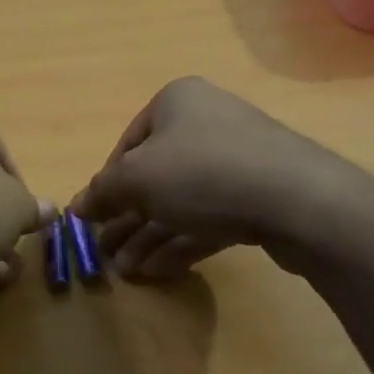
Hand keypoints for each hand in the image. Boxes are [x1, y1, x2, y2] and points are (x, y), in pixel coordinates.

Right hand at [70, 77, 373, 280]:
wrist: (298, 199)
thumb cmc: (202, 172)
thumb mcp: (136, 179)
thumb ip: (102, 192)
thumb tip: (76, 206)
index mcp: (176, 102)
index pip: (127, 145)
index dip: (107, 185)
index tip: (93, 220)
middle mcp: (206, 122)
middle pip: (154, 176)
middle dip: (127, 219)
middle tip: (106, 254)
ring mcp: (236, 160)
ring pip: (180, 201)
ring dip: (149, 236)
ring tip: (127, 271)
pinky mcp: (258, 196)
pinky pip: (209, 217)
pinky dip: (181, 241)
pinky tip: (158, 271)